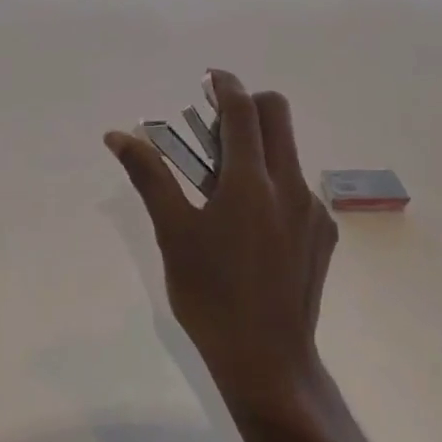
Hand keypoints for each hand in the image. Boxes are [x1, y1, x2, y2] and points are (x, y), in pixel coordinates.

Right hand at [105, 70, 337, 418]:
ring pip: (288, 151)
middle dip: (247, 105)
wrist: (268, 363)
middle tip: (215, 128)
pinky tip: (251, 223)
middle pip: (277, 114)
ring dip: (259, 145)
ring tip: (226, 182)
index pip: (243, 109)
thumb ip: (149, 176)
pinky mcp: (324, 234)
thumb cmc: (211, 296)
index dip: (225, 84)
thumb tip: (118, 135)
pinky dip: (273, 182)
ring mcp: (312, 210)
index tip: (209, 77)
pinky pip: (298, 187)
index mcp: (251, 181)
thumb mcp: (172, 233)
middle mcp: (290, 184)